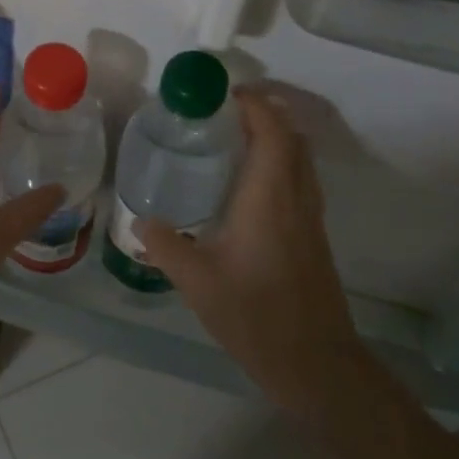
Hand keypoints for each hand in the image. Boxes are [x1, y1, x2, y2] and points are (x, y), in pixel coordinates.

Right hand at [140, 87, 363, 423]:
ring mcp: (310, 219)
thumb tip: (141, 222)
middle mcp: (296, 199)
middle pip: (293, 139)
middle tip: (222, 113)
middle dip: (264, 115)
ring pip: (300, 160)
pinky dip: (278, 164)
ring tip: (231, 140)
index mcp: (270, 199)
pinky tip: (245, 187)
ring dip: (274, 138)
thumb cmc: (257, 316)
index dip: (255, 105)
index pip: (273, 133)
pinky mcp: (313, 237)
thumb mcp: (198, 282)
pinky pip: (299, 181)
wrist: (316, 364)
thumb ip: (166, 246)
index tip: (224, 94)